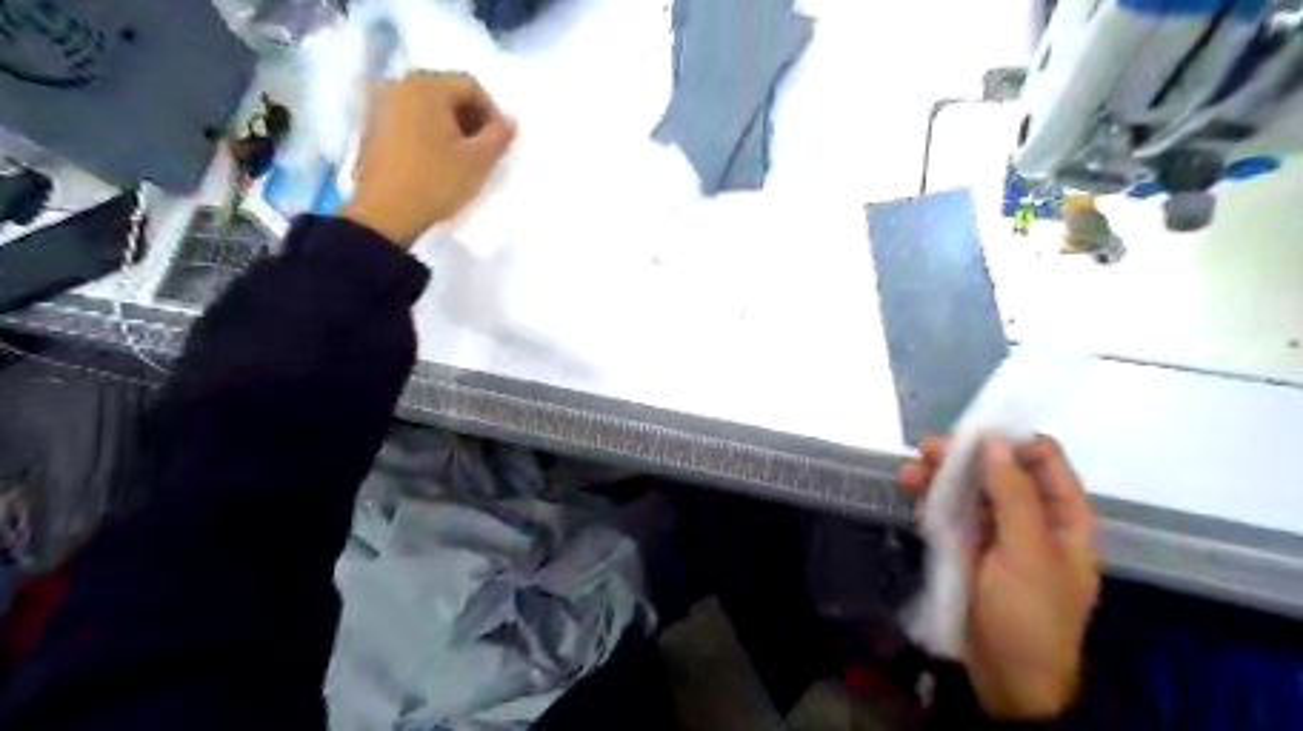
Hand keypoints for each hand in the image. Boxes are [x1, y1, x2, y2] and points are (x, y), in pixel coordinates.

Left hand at [342, 70, 517, 248]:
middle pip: (447, 94)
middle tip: (484, 150)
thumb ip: (500, 135)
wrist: (385, 214)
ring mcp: (380, 105)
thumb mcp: (479, 161)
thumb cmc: (436, 181)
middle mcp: (399, 85)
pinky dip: (428, 134)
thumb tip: (509, 121)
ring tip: (462, 159)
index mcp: (426, 86)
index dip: (493, 113)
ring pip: (427, 108)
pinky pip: (409, 121)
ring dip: (450, 128)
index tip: (500, 142)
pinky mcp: (371, 128)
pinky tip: (436, 162)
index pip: (471, 87)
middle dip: (471, 120)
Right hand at [897, 435, 1097, 719]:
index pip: (1043, 459)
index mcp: (1063, 517)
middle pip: (998, 470)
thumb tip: (993, 442)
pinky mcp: (969, 547)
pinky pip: (951, 513)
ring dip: (939, 478)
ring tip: (908, 475)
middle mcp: (1031, 517)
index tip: (970, 436)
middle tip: (926, 451)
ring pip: (969, 490)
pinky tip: (915, 503)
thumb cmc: (1029, 615)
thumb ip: (1013, 494)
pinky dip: (933, 503)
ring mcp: (997, 533)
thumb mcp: (1027, 553)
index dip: (1009, 442)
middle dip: (963, 458)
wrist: (1007, 679)